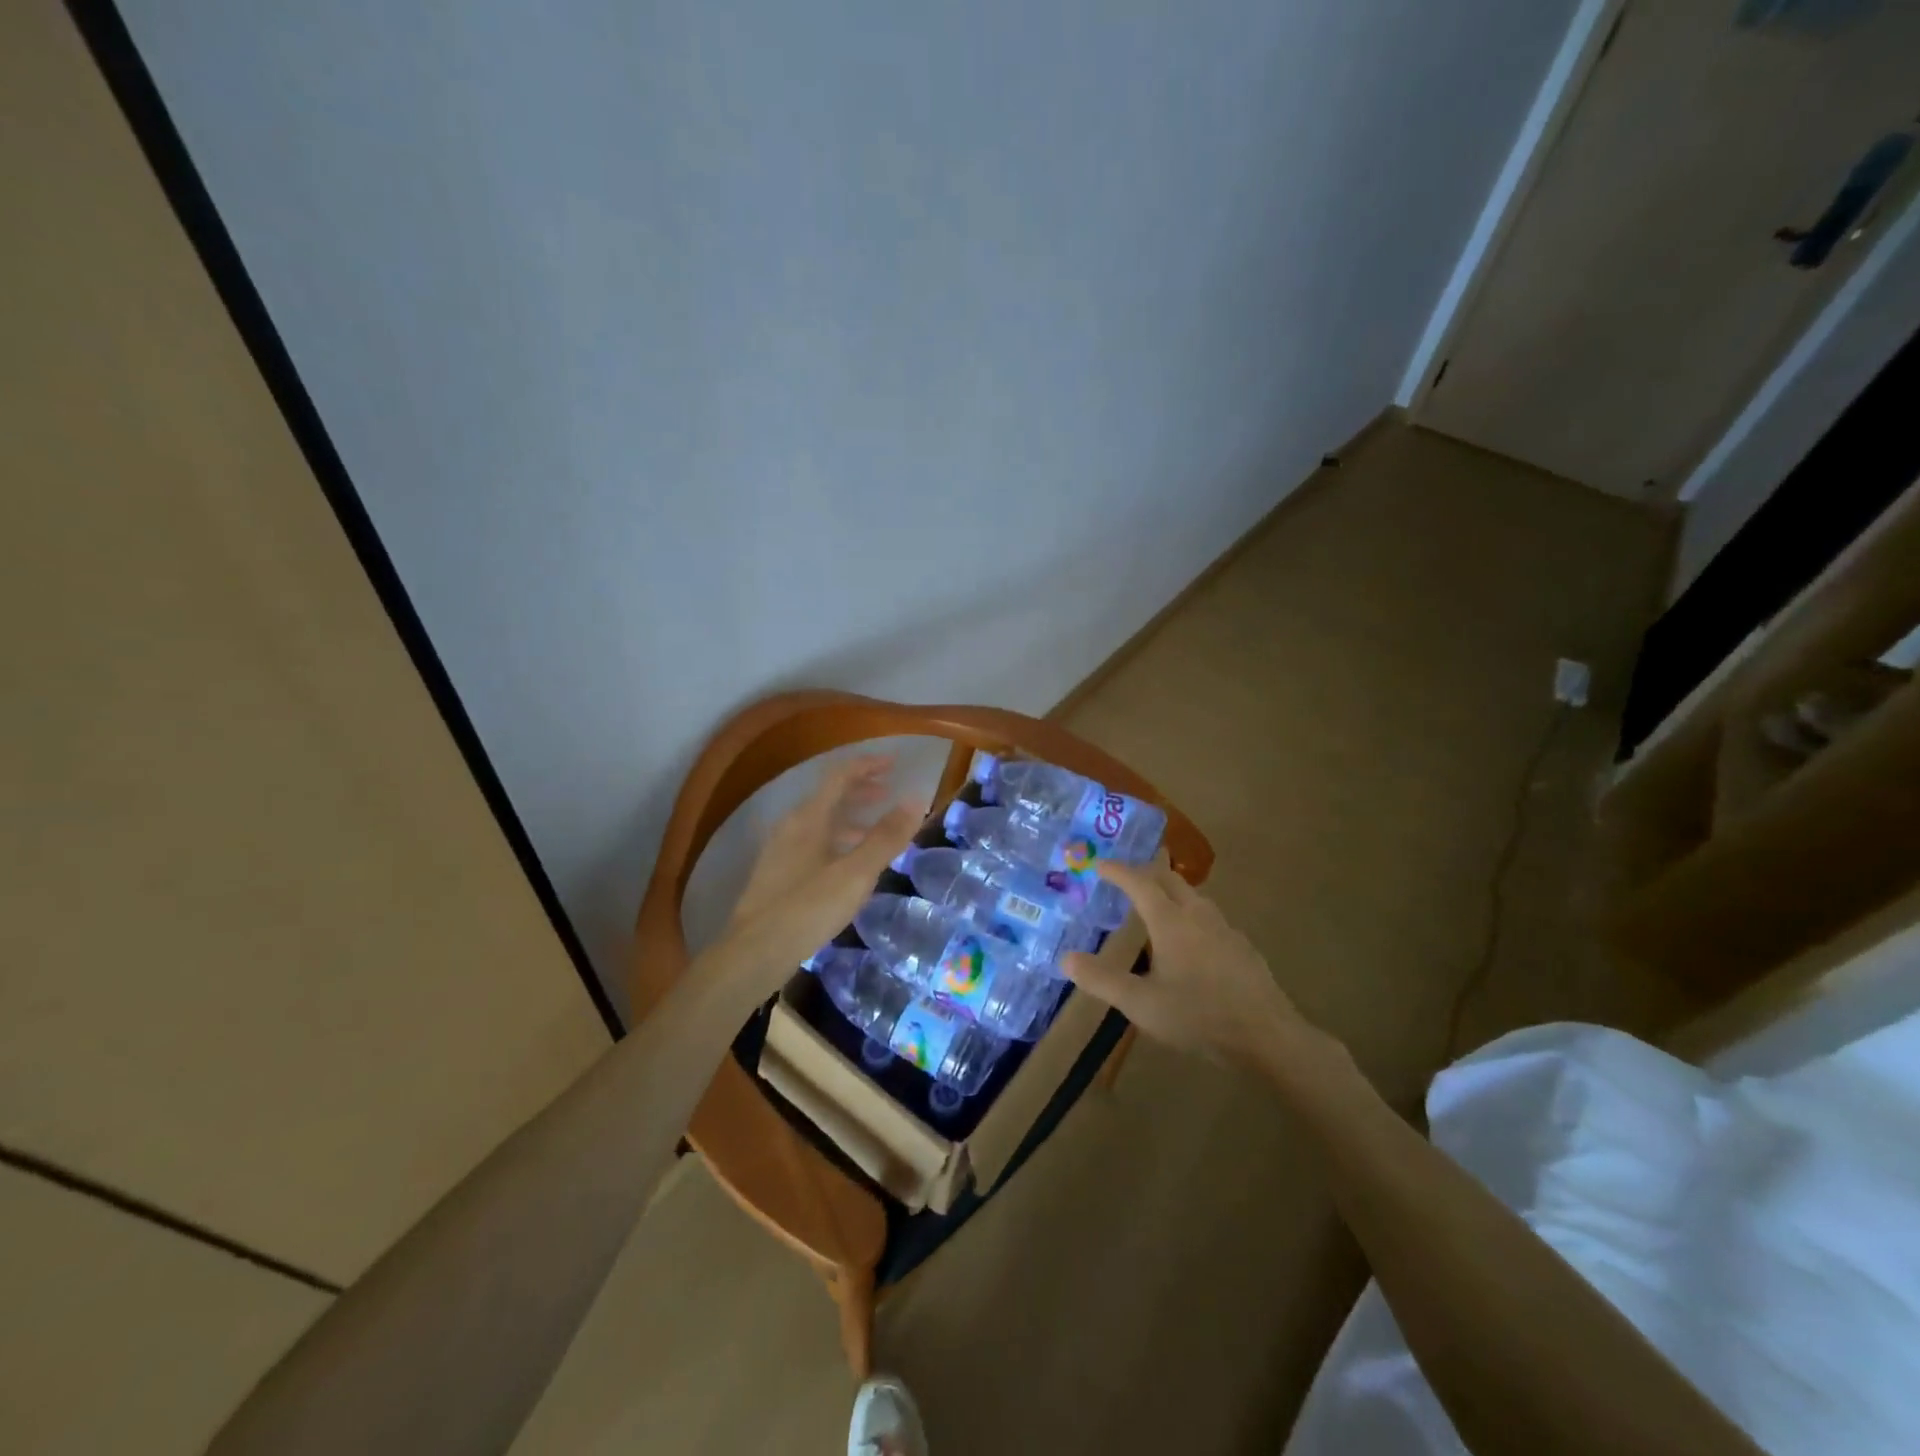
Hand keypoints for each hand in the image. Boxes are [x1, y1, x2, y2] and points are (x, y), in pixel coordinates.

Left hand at [714, 754, 920, 989]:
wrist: (754, 953)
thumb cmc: (808, 908)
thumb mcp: (855, 873)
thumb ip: (886, 836)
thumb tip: (915, 799)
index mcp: (809, 818)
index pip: (839, 776)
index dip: (867, 765)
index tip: (894, 763)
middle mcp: (791, 826)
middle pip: (829, 796)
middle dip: (860, 790)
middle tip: (888, 793)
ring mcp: (781, 850)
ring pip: (821, 822)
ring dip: (850, 818)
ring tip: (876, 831)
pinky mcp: (777, 874)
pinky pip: (813, 843)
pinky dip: (837, 841)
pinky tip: (848, 866)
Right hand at [1060, 859, 1302, 1067]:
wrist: (1268, 1037)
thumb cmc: (1199, 1016)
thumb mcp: (1141, 1004)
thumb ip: (1102, 980)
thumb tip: (1066, 958)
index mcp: (1171, 922)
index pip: (1139, 883)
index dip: (1118, 871)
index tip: (1099, 864)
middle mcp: (1198, 916)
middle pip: (1170, 880)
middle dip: (1146, 872)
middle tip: (1126, 875)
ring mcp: (1225, 930)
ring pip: (1194, 897)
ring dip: (1170, 891)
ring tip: (1156, 904)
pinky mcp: (1242, 948)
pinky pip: (1210, 918)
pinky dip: (1190, 914)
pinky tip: (1192, 940)